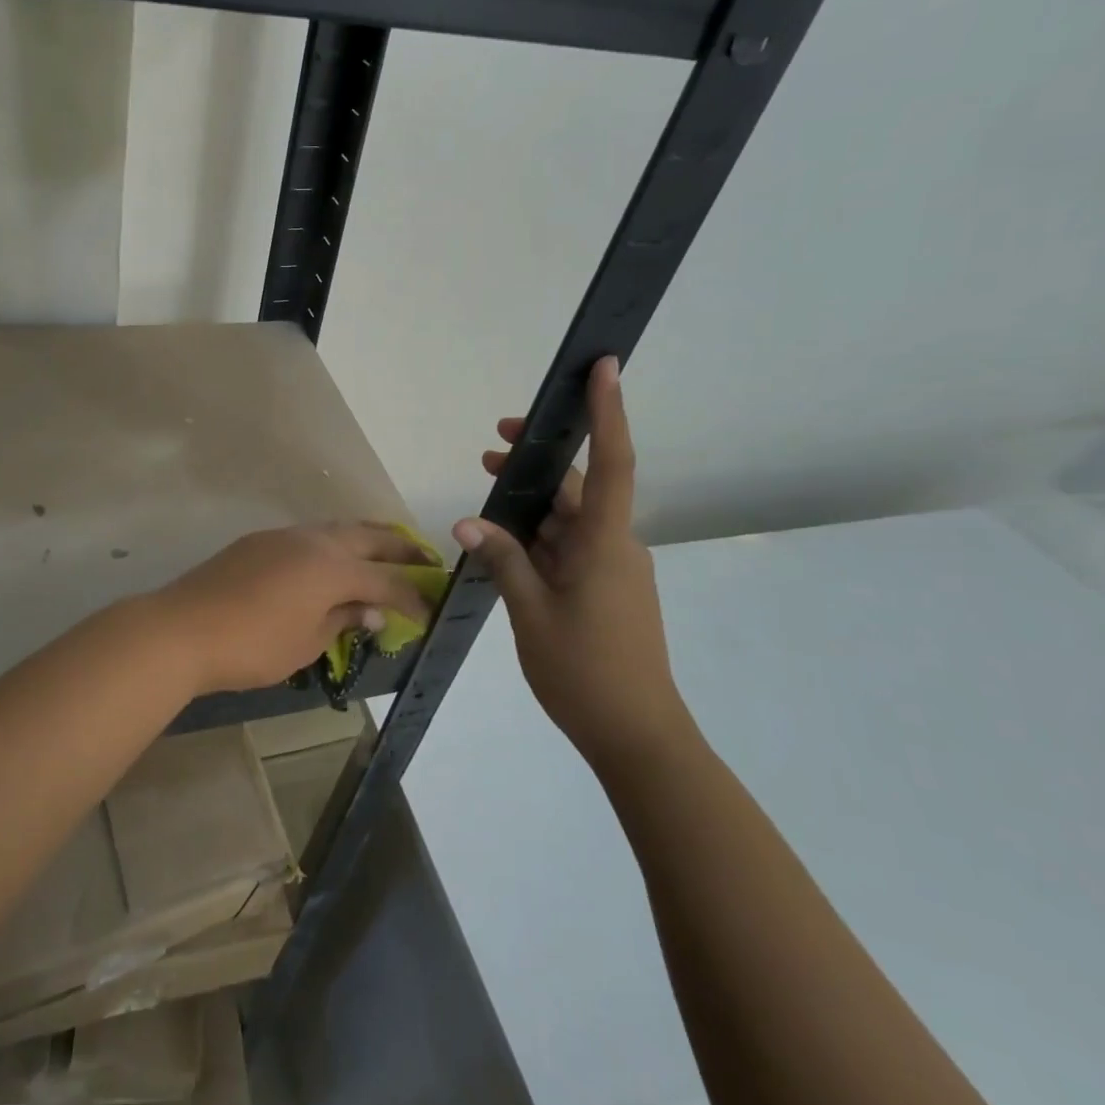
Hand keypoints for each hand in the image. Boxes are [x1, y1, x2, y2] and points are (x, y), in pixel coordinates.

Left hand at [158, 523, 433, 693]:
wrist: (183, 628)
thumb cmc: (252, 645)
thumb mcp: (307, 642)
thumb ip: (344, 620)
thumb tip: (372, 610)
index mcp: (332, 567)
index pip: (386, 580)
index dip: (412, 595)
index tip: (431, 609)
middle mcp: (314, 541)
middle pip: (369, 538)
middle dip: (401, 549)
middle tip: (427, 559)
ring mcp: (285, 536)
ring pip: (338, 528)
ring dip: (367, 538)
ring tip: (386, 551)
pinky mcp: (260, 541)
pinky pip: (311, 534)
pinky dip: (334, 543)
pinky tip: (333, 558)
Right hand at [451, 358, 693, 770]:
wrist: (636, 735)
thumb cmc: (584, 671)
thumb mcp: (530, 612)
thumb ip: (502, 559)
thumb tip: (468, 520)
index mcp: (604, 544)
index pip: (611, 464)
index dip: (608, 412)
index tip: (605, 368)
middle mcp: (615, 546)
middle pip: (580, 489)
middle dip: (539, 464)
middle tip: (493, 447)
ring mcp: (612, 569)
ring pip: (571, 520)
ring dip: (533, 505)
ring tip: (490, 489)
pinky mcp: (606, 590)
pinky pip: (571, 548)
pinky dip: (540, 537)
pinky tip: (505, 545)